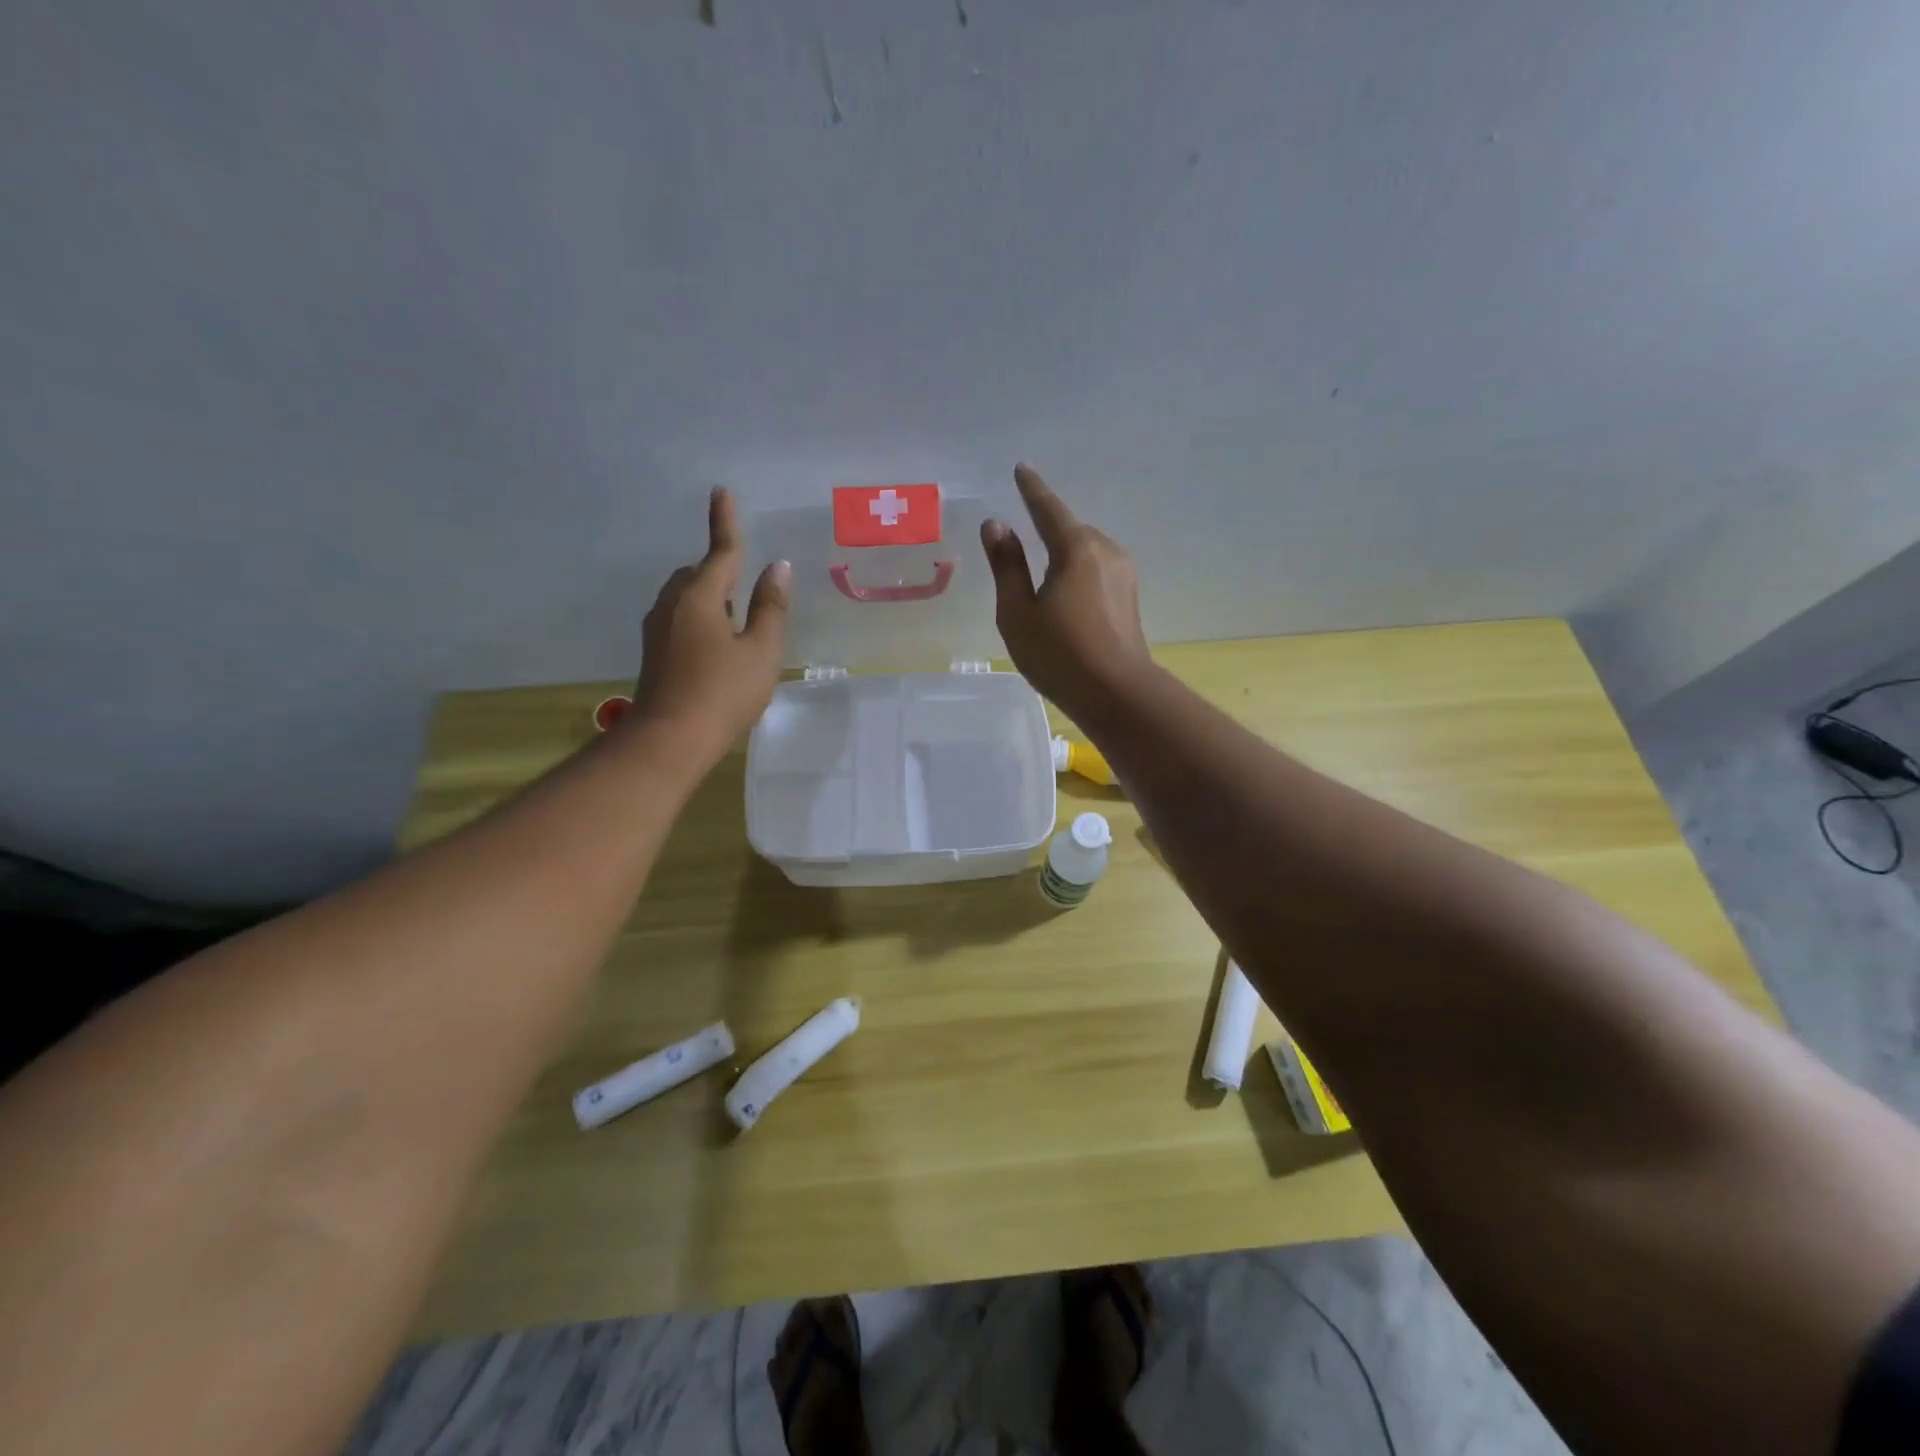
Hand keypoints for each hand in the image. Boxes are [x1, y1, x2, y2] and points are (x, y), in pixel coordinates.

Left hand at [630, 487, 789, 756]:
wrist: (669, 741)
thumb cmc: (723, 693)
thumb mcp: (761, 651)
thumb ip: (771, 608)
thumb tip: (778, 568)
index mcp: (700, 597)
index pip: (720, 551)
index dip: (725, 522)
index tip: (721, 491)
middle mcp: (672, 605)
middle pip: (698, 574)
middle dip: (721, 570)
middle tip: (748, 585)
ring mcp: (658, 629)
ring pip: (687, 597)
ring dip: (711, 596)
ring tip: (738, 618)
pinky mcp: (654, 652)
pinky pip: (680, 618)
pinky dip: (701, 617)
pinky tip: (718, 644)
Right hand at [981, 463, 1152, 714]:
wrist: (1117, 694)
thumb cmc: (1059, 654)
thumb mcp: (1018, 612)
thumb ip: (1007, 566)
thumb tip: (996, 525)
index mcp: (1076, 549)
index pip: (1048, 509)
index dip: (1032, 489)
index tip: (1022, 469)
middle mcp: (1105, 551)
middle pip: (1070, 531)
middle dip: (1048, 530)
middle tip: (1023, 544)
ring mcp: (1123, 575)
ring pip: (1085, 553)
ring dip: (1063, 556)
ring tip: (1041, 581)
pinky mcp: (1129, 598)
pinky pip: (1096, 571)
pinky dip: (1077, 574)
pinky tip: (1065, 598)